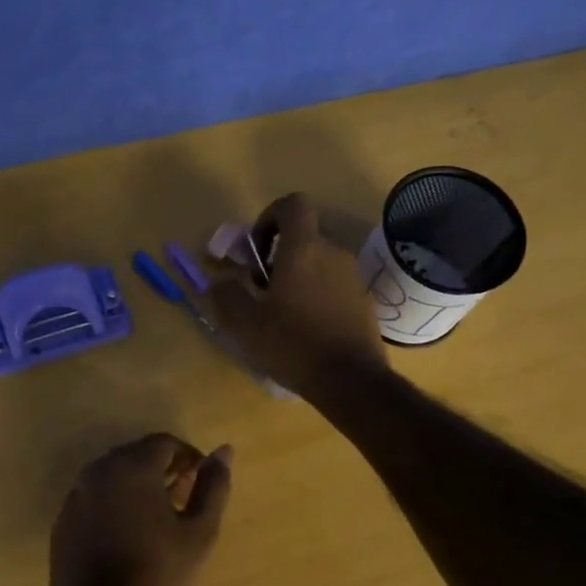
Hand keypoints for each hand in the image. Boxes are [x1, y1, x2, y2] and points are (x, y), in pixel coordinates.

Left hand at [49, 434, 232, 585]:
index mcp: (132, 465)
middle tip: (183, 500)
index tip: (201, 483)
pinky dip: (114, 505)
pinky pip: (94, 499)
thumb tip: (224, 450)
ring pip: (114, 476)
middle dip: (163, 470)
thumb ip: (214, 485)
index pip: (165, 443)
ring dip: (137, 486)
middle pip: (137, 455)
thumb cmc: (159, 574)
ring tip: (157, 520)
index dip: (188, 458)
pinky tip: (127, 537)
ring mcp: (75, 496)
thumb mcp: (200, 532)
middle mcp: (99, 470)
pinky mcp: (63, 521)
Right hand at [204, 193, 389, 399]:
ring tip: (283, 313)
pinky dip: (318, 295)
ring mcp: (353, 277)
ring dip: (298, 277)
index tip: (257, 250)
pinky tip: (307, 329)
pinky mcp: (364, 301)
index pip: (293, 204)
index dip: (270, 217)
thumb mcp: (245, 323)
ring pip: (319, 262)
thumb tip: (222, 280)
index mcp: (304, 249)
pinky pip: (335, 285)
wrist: (351, 381)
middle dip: (279, 255)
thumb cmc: (293, 344)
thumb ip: (227, 294)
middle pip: (304, 237)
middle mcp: (333, 253)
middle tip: (262, 290)